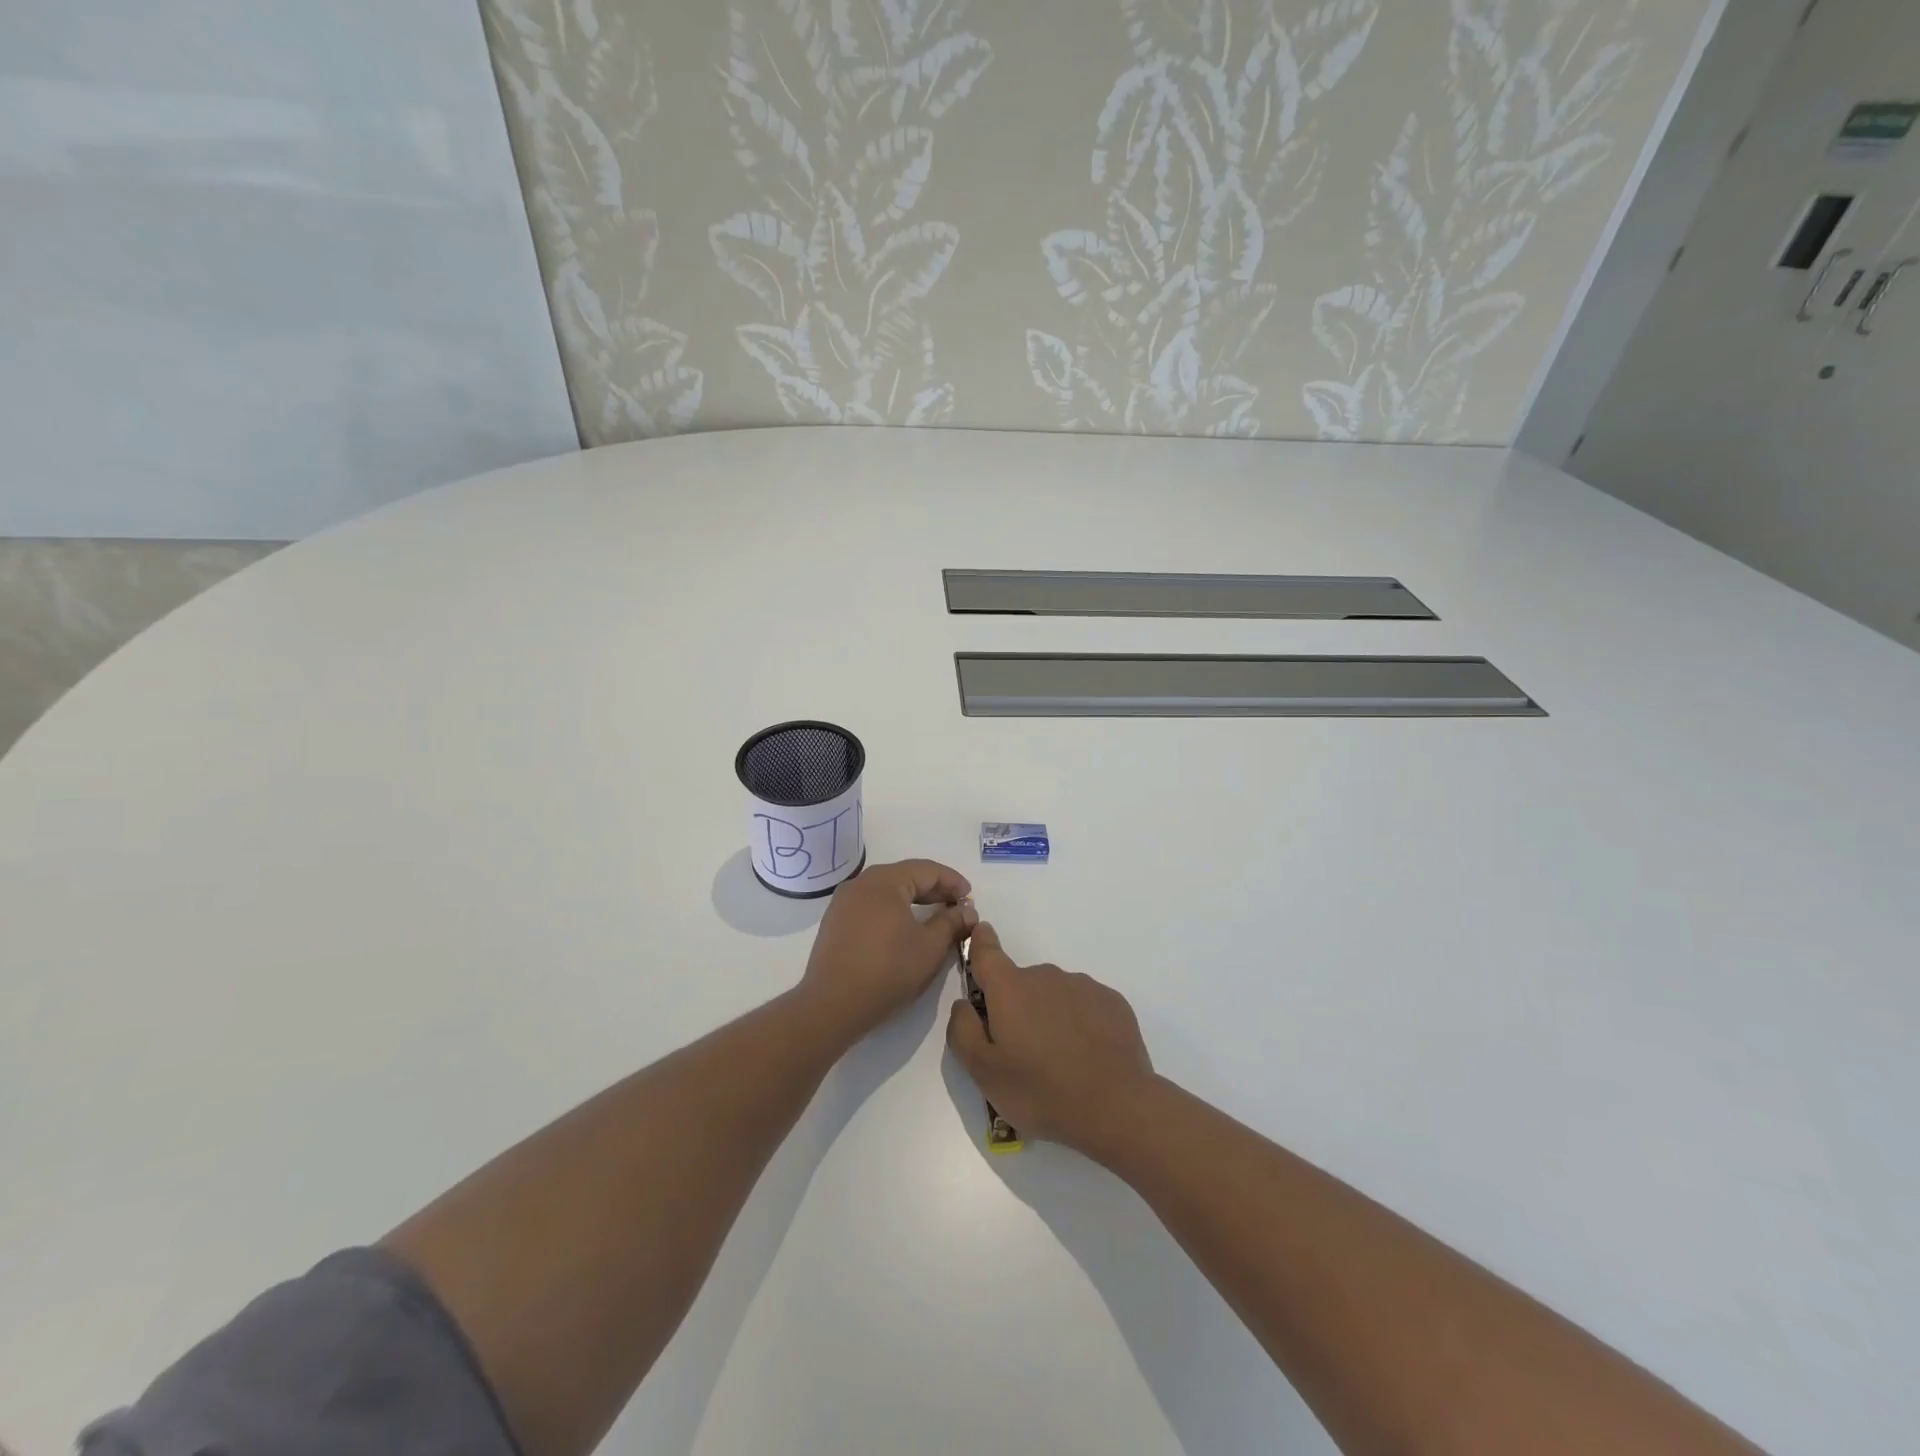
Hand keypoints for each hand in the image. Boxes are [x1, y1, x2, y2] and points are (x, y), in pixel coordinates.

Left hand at [802, 859, 976, 1041]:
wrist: (832, 1005)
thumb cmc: (888, 970)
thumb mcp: (930, 947)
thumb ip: (951, 923)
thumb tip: (967, 911)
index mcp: (884, 881)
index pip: (926, 869)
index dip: (952, 881)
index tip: (970, 897)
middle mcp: (861, 883)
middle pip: (905, 876)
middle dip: (934, 889)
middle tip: (956, 906)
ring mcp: (843, 902)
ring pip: (886, 891)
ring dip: (913, 899)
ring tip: (934, 916)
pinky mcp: (835, 922)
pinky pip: (871, 905)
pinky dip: (892, 910)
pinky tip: (904, 928)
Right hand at [945, 922, 1155, 1159]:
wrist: (1117, 1107)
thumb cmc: (1041, 1091)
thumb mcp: (983, 1072)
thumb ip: (962, 1030)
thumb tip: (963, 1004)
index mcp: (1010, 988)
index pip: (987, 951)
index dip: (980, 942)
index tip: (980, 935)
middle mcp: (1046, 975)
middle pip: (1021, 983)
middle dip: (1017, 1007)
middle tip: (1023, 1052)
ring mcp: (1083, 986)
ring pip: (1054, 994)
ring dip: (1049, 1015)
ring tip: (1060, 1061)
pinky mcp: (1112, 1001)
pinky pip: (1084, 1005)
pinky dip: (1080, 1023)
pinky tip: (1087, 1056)